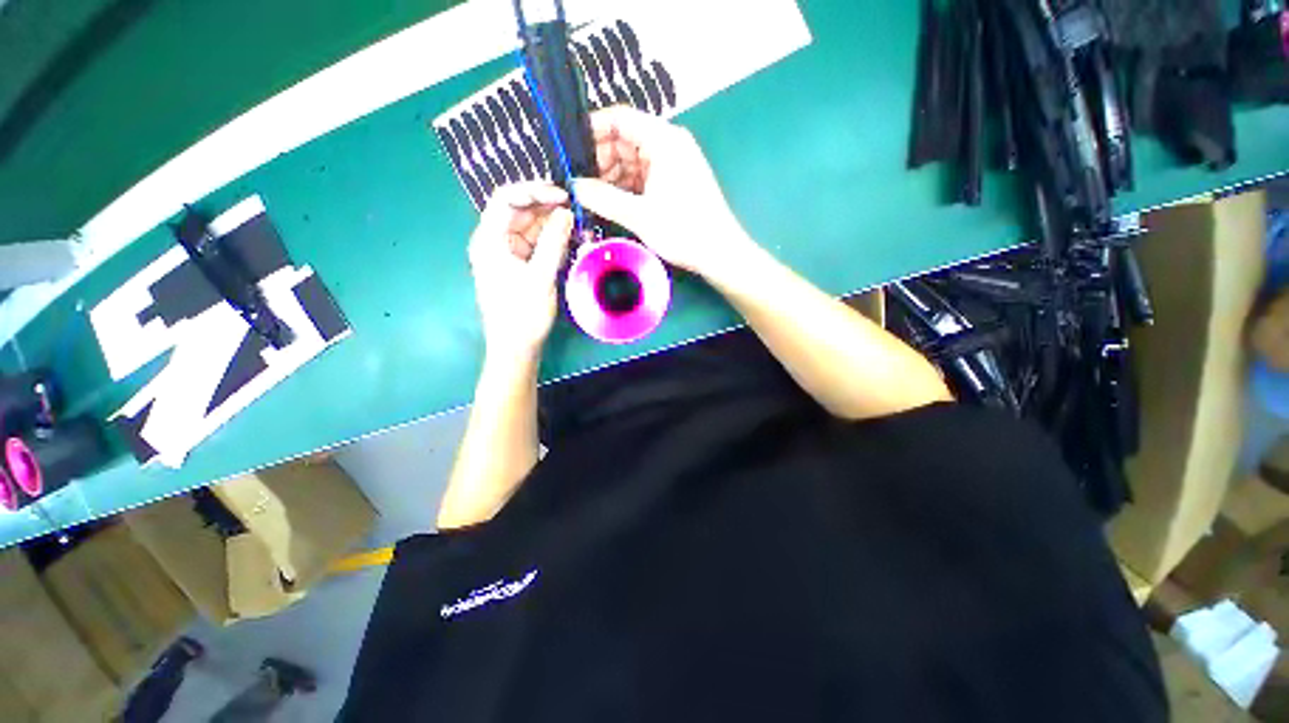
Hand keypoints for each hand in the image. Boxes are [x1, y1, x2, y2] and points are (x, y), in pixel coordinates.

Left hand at [468, 183, 573, 357]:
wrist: (515, 347)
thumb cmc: (523, 314)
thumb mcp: (541, 276)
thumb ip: (554, 242)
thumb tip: (566, 213)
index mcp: (489, 240)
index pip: (506, 198)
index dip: (534, 191)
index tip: (563, 196)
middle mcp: (493, 241)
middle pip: (518, 211)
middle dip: (546, 207)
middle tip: (575, 210)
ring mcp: (505, 254)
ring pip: (528, 227)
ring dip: (551, 225)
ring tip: (576, 227)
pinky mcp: (516, 265)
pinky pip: (533, 244)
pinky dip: (549, 241)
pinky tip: (567, 242)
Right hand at [572, 107, 753, 277]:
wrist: (719, 254)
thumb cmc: (684, 230)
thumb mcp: (640, 215)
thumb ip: (603, 198)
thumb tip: (573, 186)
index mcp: (664, 140)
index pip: (620, 119)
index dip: (592, 131)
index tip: (568, 151)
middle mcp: (668, 145)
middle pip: (624, 140)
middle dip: (599, 160)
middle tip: (576, 182)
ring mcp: (671, 164)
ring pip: (631, 161)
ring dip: (610, 177)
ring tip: (588, 196)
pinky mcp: (672, 183)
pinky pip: (642, 177)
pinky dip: (625, 188)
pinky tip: (608, 202)